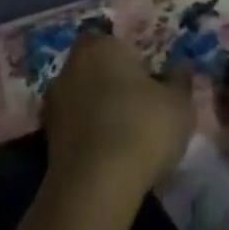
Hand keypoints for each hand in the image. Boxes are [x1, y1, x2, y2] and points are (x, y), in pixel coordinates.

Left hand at [41, 32, 192, 199]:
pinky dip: (89, 136)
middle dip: (113, 83)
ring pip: (83, 98)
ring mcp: (55, 102)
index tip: (150, 81)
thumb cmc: (141, 129)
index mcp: (102, 45)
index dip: (133, 60)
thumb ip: (180, 81)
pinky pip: (75, 128)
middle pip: (96, 68)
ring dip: (98, 111)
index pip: (116, 42)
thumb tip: (182, 67)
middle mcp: (72, 65)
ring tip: (125, 137)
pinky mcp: (47, 139)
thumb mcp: (178, 105)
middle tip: (139, 107)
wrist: (94, 187)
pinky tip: (108, 157)